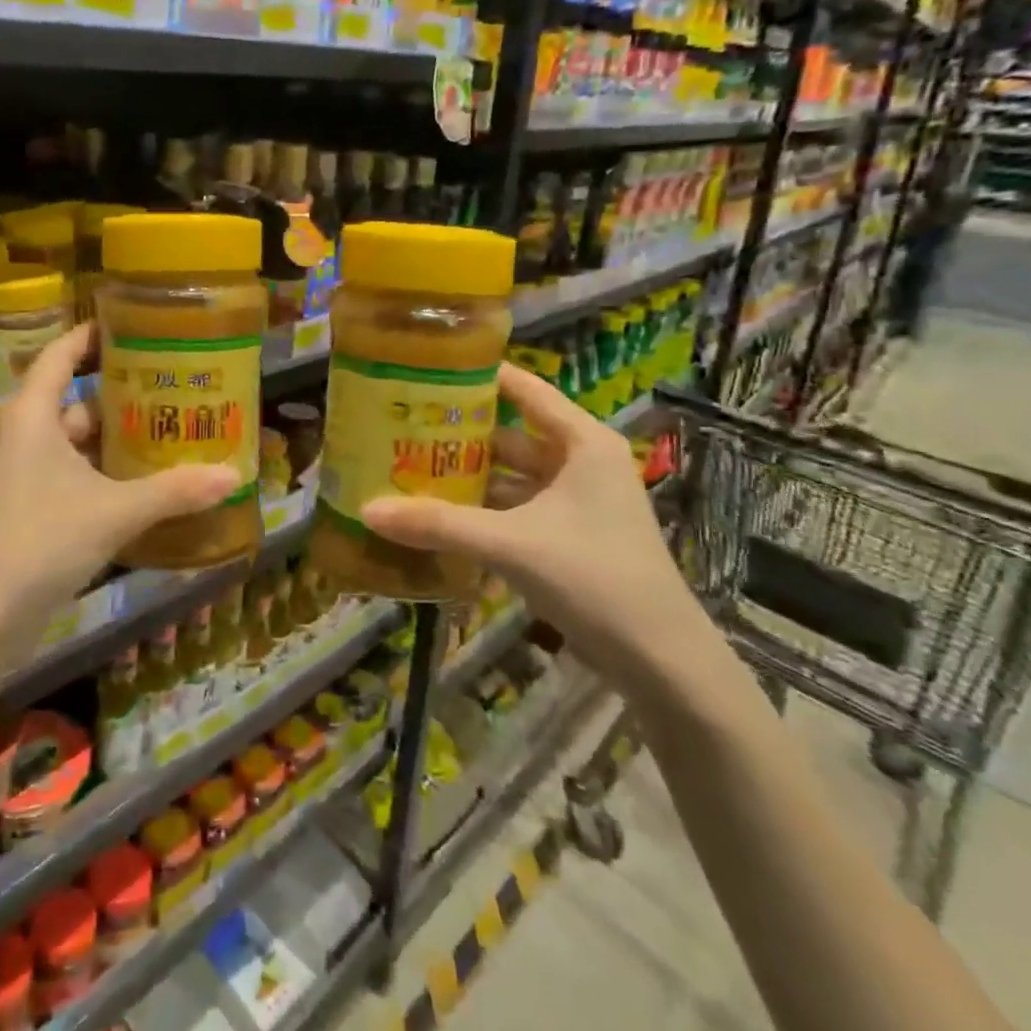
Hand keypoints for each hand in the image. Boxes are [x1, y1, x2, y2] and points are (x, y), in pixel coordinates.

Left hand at [0, 325, 241, 633]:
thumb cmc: (39, 540)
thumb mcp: (114, 511)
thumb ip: (174, 491)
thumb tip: (233, 475)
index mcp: (33, 416)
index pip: (61, 355)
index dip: (92, 335)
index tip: (134, 326)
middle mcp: (27, 437)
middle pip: (78, 400)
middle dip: (124, 395)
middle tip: (175, 388)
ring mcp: (26, 476)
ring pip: (79, 443)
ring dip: (119, 440)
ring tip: (172, 433)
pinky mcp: (31, 510)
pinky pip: (76, 476)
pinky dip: (108, 475)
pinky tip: (147, 485)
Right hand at [361, 364, 721, 704]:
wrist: (662, 663)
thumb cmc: (595, 579)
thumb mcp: (511, 544)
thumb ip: (439, 524)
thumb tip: (367, 509)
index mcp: (581, 442)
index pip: (524, 389)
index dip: (478, 375)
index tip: (426, 367)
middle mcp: (580, 461)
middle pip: (511, 432)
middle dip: (460, 431)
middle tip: (403, 423)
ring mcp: (577, 501)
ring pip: (511, 474)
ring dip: (468, 474)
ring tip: (409, 465)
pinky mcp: (570, 535)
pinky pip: (516, 507)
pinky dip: (482, 508)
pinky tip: (440, 514)